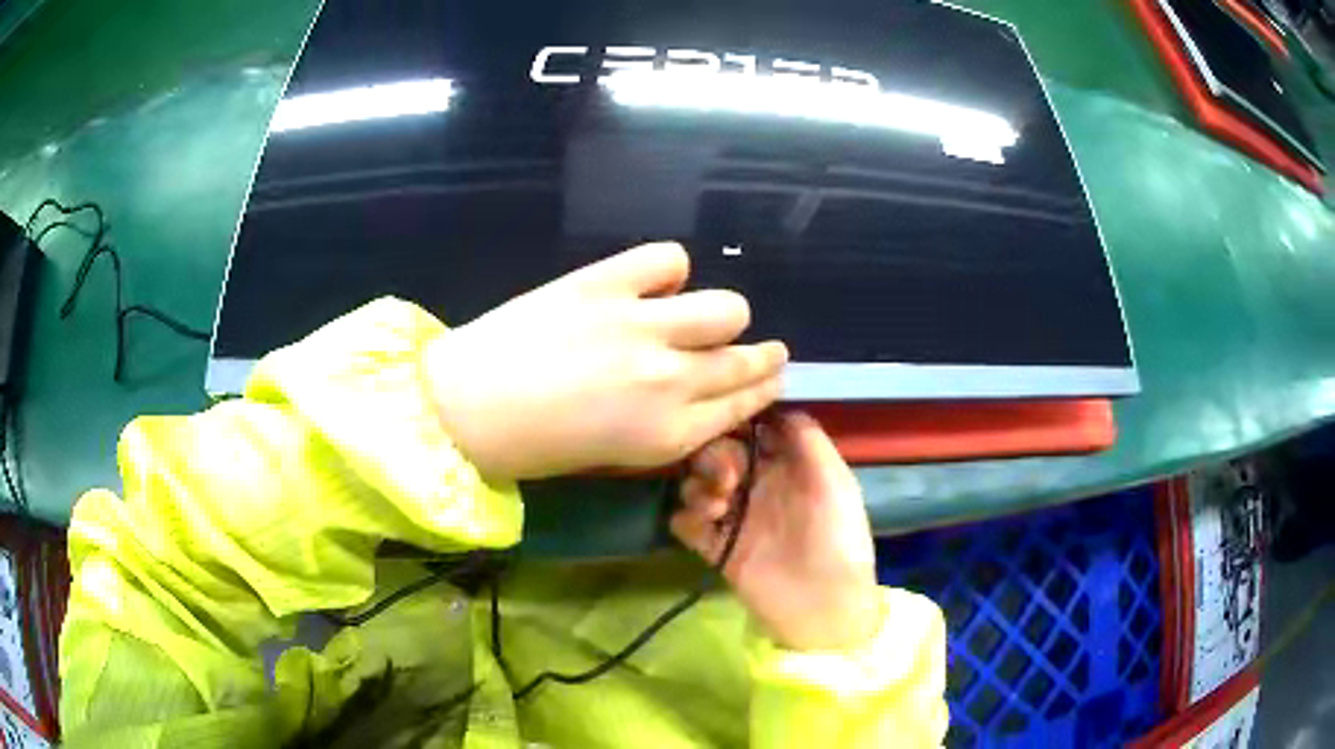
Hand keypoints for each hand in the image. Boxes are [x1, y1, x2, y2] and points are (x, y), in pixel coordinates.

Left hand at [423, 242, 787, 481]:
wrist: (463, 409)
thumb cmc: (534, 446)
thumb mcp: (615, 457)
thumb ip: (668, 426)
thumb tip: (696, 390)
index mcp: (670, 434)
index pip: (744, 403)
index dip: (762, 387)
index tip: (769, 375)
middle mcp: (671, 381)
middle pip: (747, 359)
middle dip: (762, 356)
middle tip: (756, 347)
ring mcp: (643, 327)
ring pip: (727, 308)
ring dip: (721, 315)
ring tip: (698, 315)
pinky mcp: (608, 283)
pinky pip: (669, 258)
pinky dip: (667, 271)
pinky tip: (648, 284)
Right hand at [672, 412, 884, 651]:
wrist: (823, 606)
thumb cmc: (838, 540)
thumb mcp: (836, 484)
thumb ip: (810, 442)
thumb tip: (779, 407)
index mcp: (787, 468)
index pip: (752, 432)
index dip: (740, 425)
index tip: (735, 430)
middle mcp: (757, 486)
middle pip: (718, 453)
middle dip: (715, 456)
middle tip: (727, 479)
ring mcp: (735, 517)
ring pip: (696, 483)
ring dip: (698, 486)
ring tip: (718, 507)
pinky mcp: (716, 548)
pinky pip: (685, 522)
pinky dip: (686, 517)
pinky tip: (704, 526)